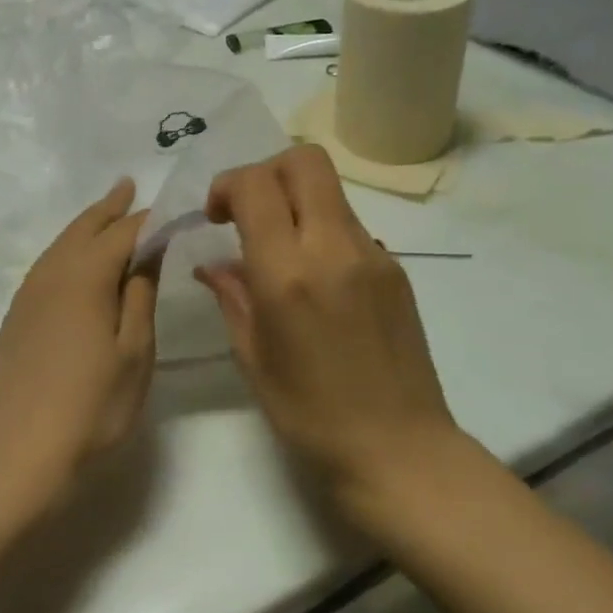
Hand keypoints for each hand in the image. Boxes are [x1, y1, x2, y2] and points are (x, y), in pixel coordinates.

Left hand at [0, 179, 158, 516]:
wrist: (18, 454)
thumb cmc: (90, 407)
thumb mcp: (134, 354)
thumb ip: (139, 298)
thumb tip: (146, 256)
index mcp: (85, 277)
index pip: (123, 234)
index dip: (148, 220)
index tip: (171, 210)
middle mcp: (51, 275)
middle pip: (83, 229)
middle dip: (108, 208)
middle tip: (128, 186)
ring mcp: (28, 295)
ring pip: (60, 244)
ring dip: (84, 225)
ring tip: (104, 213)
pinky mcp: (16, 317)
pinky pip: (46, 265)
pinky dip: (66, 250)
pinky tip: (73, 261)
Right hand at [197, 145, 460, 523]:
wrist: (400, 451)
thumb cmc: (310, 415)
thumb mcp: (253, 357)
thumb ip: (232, 296)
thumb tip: (213, 264)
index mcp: (288, 274)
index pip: (256, 184)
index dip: (227, 185)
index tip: (215, 217)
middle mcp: (333, 248)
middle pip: (303, 161)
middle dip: (266, 172)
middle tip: (248, 211)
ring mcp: (373, 254)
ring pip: (330, 189)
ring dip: (295, 200)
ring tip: (280, 248)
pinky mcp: (396, 268)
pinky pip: (350, 224)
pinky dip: (322, 229)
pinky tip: (315, 278)